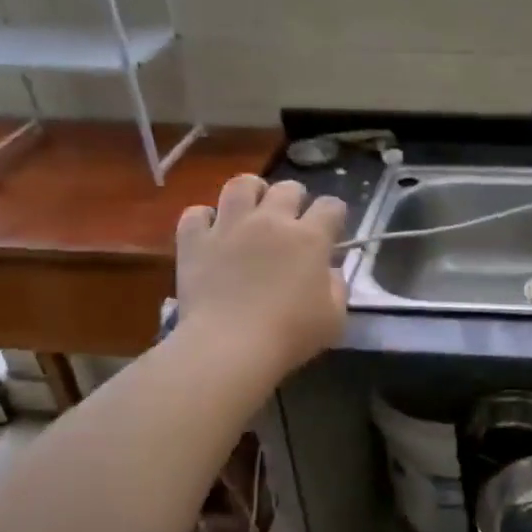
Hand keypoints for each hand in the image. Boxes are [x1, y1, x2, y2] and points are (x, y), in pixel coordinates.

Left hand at [175, 176, 347, 379]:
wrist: (229, 347)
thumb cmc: (290, 334)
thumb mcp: (334, 317)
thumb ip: (336, 287)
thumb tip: (328, 271)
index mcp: (310, 238)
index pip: (331, 206)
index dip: (335, 215)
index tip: (332, 232)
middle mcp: (271, 221)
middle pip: (288, 188)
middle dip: (295, 199)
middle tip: (292, 222)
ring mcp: (229, 226)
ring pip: (241, 184)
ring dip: (251, 193)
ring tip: (252, 210)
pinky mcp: (194, 241)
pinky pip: (196, 213)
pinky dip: (204, 219)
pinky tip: (211, 233)